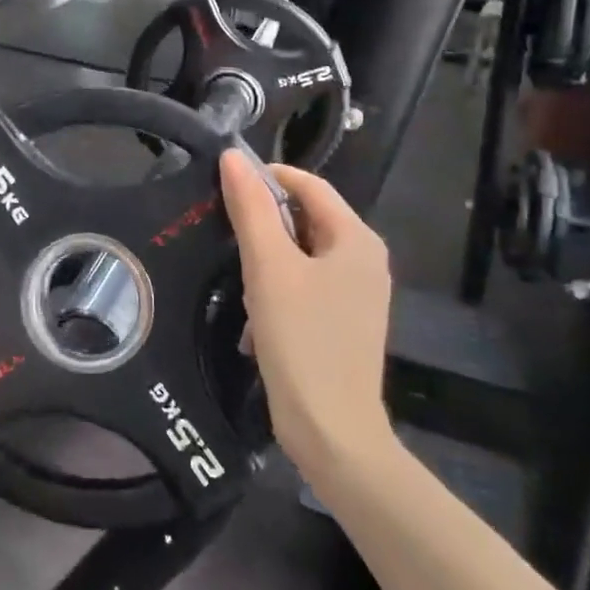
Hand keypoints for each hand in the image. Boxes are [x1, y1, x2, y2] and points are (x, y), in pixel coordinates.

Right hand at [219, 152, 394, 479]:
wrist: (332, 431)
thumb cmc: (301, 340)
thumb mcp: (269, 268)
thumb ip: (251, 209)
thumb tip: (232, 157)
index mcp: (356, 239)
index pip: (309, 185)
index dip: (266, 178)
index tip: (224, 188)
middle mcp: (365, 260)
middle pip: (306, 220)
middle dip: (265, 227)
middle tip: (227, 242)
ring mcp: (358, 294)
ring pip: (302, 256)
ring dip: (268, 264)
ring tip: (242, 290)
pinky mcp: (345, 323)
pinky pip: (307, 287)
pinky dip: (279, 293)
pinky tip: (258, 324)